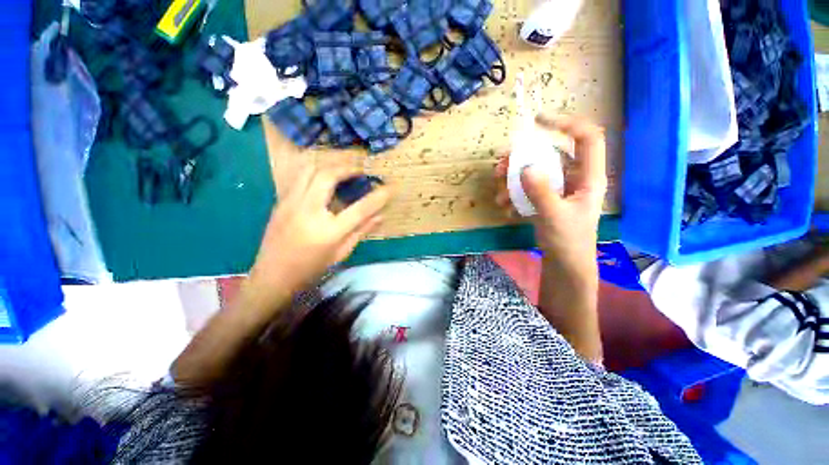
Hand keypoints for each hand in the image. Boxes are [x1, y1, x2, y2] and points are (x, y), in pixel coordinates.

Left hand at [248, 166, 390, 303]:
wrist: (273, 275)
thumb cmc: (311, 268)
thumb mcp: (341, 253)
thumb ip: (361, 231)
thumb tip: (381, 215)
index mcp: (328, 231)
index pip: (360, 209)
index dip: (379, 196)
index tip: (390, 187)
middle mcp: (308, 212)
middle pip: (328, 176)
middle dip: (348, 168)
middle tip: (361, 170)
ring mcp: (290, 203)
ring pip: (309, 170)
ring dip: (329, 165)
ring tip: (343, 169)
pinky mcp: (281, 201)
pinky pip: (299, 177)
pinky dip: (315, 171)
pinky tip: (324, 176)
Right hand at [495, 115, 606, 271]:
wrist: (565, 264)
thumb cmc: (568, 242)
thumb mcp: (554, 217)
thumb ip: (541, 192)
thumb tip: (525, 167)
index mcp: (588, 177)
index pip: (587, 138)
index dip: (567, 124)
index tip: (538, 122)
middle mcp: (574, 178)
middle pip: (550, 155)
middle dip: (522, 158)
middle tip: (501, 167)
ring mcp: (558, 189)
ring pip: (534, 171)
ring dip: (512, 180)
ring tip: (498, 195)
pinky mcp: (545, 199)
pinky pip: (528, 188)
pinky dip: (514, 194)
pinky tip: (506, 208)